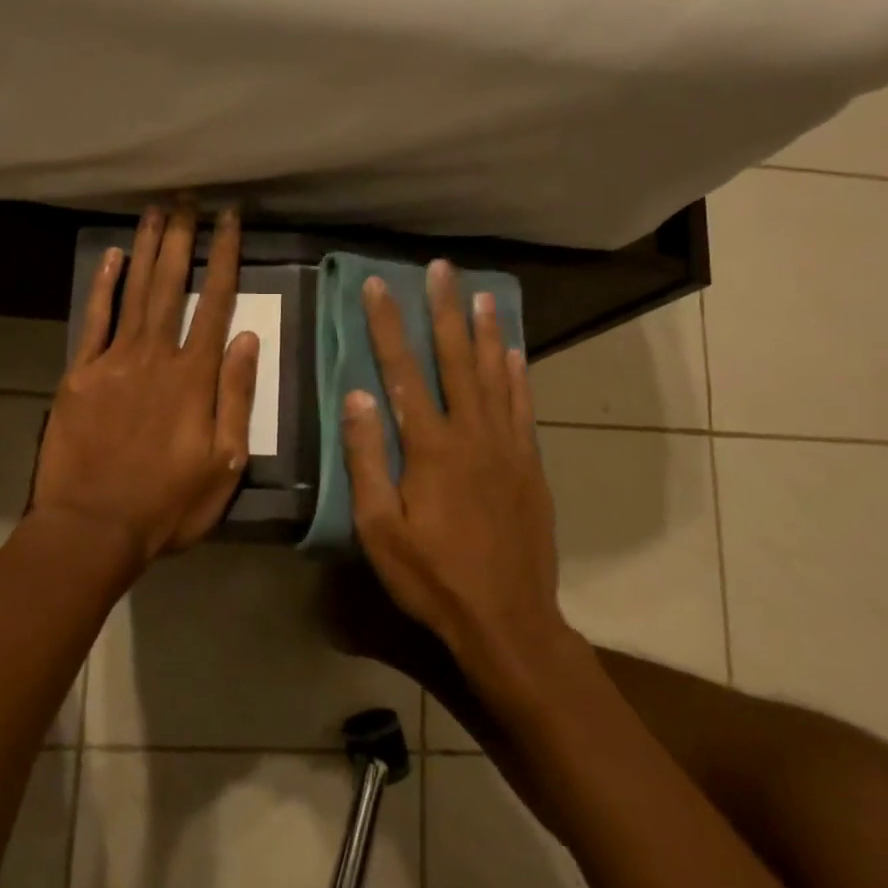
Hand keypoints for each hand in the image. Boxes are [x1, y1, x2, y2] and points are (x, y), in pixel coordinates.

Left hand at [31, 202, 259, 561]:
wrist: (93, 527)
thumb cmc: (168, 504)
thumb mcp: (224, 463)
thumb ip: (236, 397)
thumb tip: (248, 339)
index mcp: (195, 378)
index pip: (215, 304)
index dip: (224, 258)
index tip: (230, 220)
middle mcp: (155, 357)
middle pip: (171, 285)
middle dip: (183, 238)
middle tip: (188, 198)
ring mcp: (113, 362)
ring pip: (135, 292)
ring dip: (148, 249)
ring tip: (158, 211)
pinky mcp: (80, 374)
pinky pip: (95, 320)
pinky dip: (104, 286)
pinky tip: (113, 256)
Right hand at [342, 261, 564, 680]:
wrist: (508, 618)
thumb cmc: (432, 578)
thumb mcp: (380, 529)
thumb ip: (366, 459)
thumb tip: (357, 395)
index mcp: (430, 447)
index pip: (402, 372)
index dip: (388, 326)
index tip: (377, 286)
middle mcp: (472, 434)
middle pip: (456, 360)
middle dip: (445, 311)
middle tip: (441, 269)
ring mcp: (507, 447)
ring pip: (495, 375)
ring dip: (485, 332)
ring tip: (480, 294)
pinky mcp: (530, 465)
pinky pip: (524, 407)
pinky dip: (518, 375)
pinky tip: (514, 352)